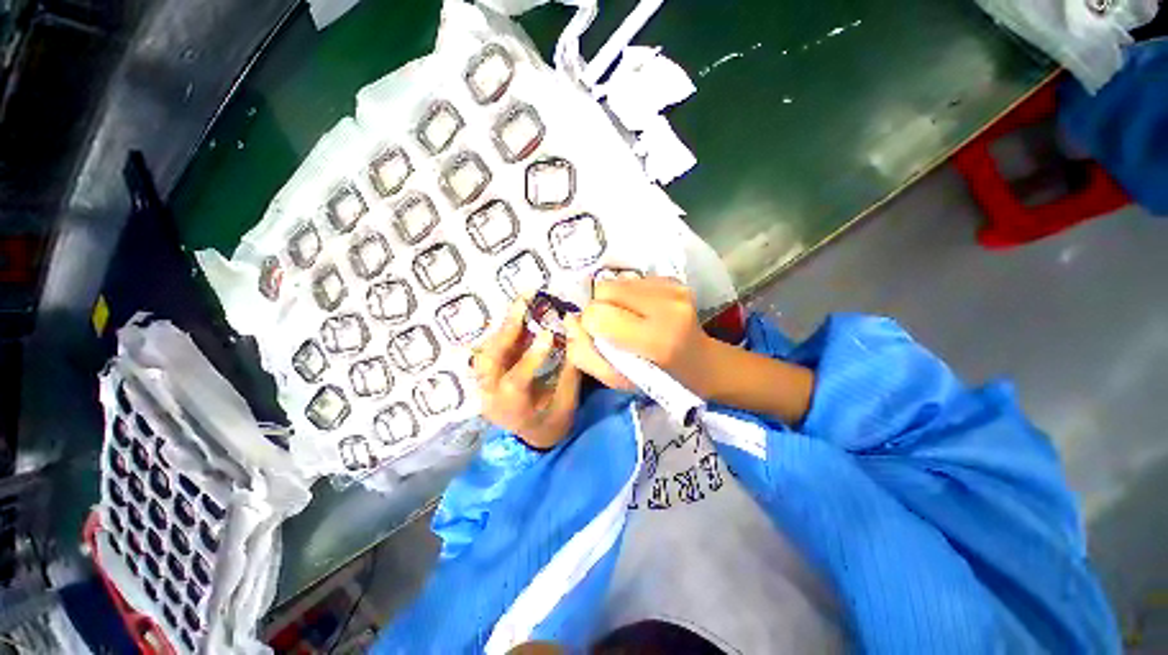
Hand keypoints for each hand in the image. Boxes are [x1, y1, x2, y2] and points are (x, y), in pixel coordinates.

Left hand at [472, 298, 581, 449]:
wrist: (535, 436)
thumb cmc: (554, 421)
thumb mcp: (567, 402)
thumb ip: (570, 368)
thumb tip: (574, 333)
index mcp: (512, 410)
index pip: (515, 381)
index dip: (531, 357)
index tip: (549, 333)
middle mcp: (490, 397)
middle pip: (488, 361)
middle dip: (506, 330)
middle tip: (524, 303)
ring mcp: (484, 385)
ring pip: (486, 351)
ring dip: (504, 327)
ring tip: (522, 304)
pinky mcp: (487, 375)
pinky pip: (492, 349)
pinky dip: (505, 332)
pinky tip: (520, 317)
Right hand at [566, 277, 715, 397]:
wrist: (700, 362)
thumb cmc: (657, 379)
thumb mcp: (618, 380)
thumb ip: (586, 354)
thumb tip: (570, 321)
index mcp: (656, 339)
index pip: (598, 314)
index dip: (591, 325)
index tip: (600, 337)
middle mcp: (668, 306)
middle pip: (604, 289)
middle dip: (599, 307)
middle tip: (613, 326)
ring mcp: (674, 288)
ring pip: (616, 281)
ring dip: (613, 299)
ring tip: (629, 318)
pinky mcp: (675, 279)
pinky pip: (631, 279)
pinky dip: (627, 294)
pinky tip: (641, 310)